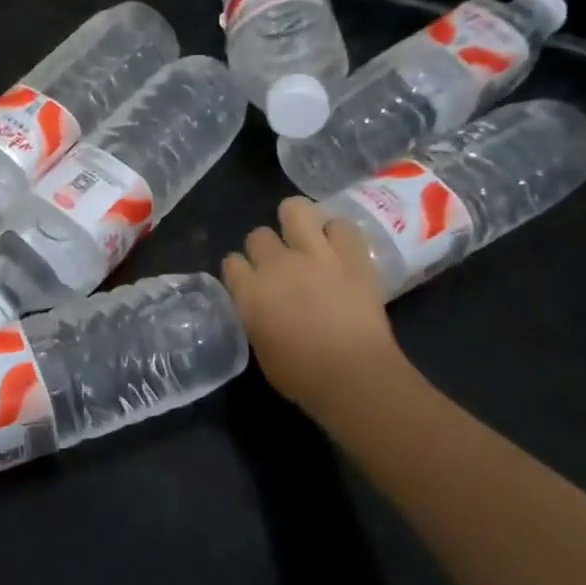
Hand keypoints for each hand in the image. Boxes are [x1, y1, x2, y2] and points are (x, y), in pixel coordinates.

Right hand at [222, 197, 405, 420]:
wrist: (353, 375)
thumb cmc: (301, 375)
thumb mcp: (260, 347)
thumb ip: (255, 316)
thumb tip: (259, 306)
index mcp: (249, 291)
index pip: (231, 262)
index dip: (240, 270)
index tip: (249, 281)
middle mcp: (276, 264)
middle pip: (259, 235)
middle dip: (266, 247)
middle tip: (280, 264)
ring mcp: (315, 254)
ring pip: (296, 209)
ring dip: (297, 219)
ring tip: (305, 234)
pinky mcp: (352, 255)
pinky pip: (342, 225)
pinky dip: (338, 233)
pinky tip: (339, 246)